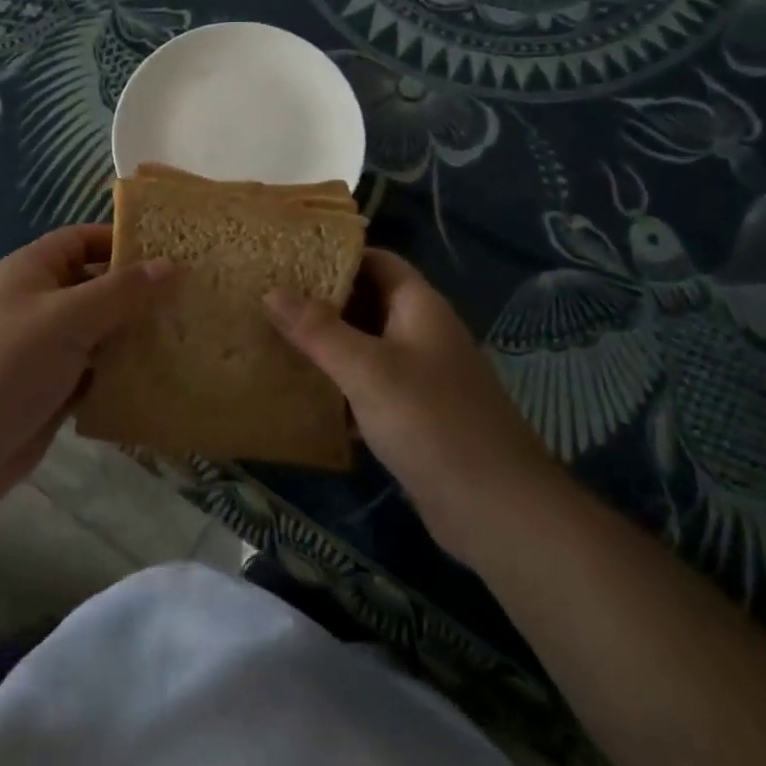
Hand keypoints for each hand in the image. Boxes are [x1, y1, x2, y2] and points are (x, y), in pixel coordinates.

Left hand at [0, 224, 174, 510]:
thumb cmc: (6, 364)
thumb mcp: (68, 318)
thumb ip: (121, 291)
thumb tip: (172, 265)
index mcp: (34, 269)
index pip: (85, 239)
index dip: (124, 242)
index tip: (173, 253)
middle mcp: (41, 302)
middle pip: (97, 285)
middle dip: (139, 293)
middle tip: (192, 299)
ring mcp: (45, 348)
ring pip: (101, 332)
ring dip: (135, 336)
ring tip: (188, 336)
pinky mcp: (52, 389)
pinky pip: (96, 372)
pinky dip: (122, 374)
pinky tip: (161, 379)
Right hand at [265, 249, 555, 565]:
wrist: (497, 510)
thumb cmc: (431, 421)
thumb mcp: (367, 369)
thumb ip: (318, 329)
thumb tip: (271, 290)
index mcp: (418, 306)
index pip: (375, 260)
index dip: (335, 255)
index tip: (288, 257)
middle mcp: (420, 333)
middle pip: (366, 302)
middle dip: (321, 301)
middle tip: (267, 299)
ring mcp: (419, 377)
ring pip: (364, 347)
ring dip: (325, 345)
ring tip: (272, 340)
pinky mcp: (413, 417)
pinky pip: (367, 388)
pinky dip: (338, 387)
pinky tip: (299, 395)